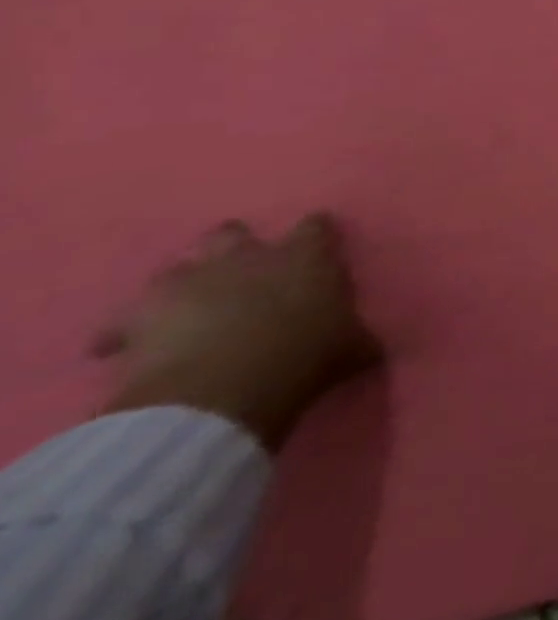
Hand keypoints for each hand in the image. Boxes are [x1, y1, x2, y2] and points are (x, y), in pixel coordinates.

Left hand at [97, 213, 382, 450]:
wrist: (223, 393)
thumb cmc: (304, 358)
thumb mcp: (353, 348)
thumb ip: (360, 337)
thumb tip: (375, 345)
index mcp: (305, 256)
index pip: (316, 226)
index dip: (315, 237)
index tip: (316, 252)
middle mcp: (248, 256)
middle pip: (233, 232)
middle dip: (232, 249)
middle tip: (238, 276)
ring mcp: (190, 282)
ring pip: (176, 268)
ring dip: (181, 286)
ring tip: (184, 311)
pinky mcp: (139, 317)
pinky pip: (120, 322)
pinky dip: (122, 333)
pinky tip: (124, 350)